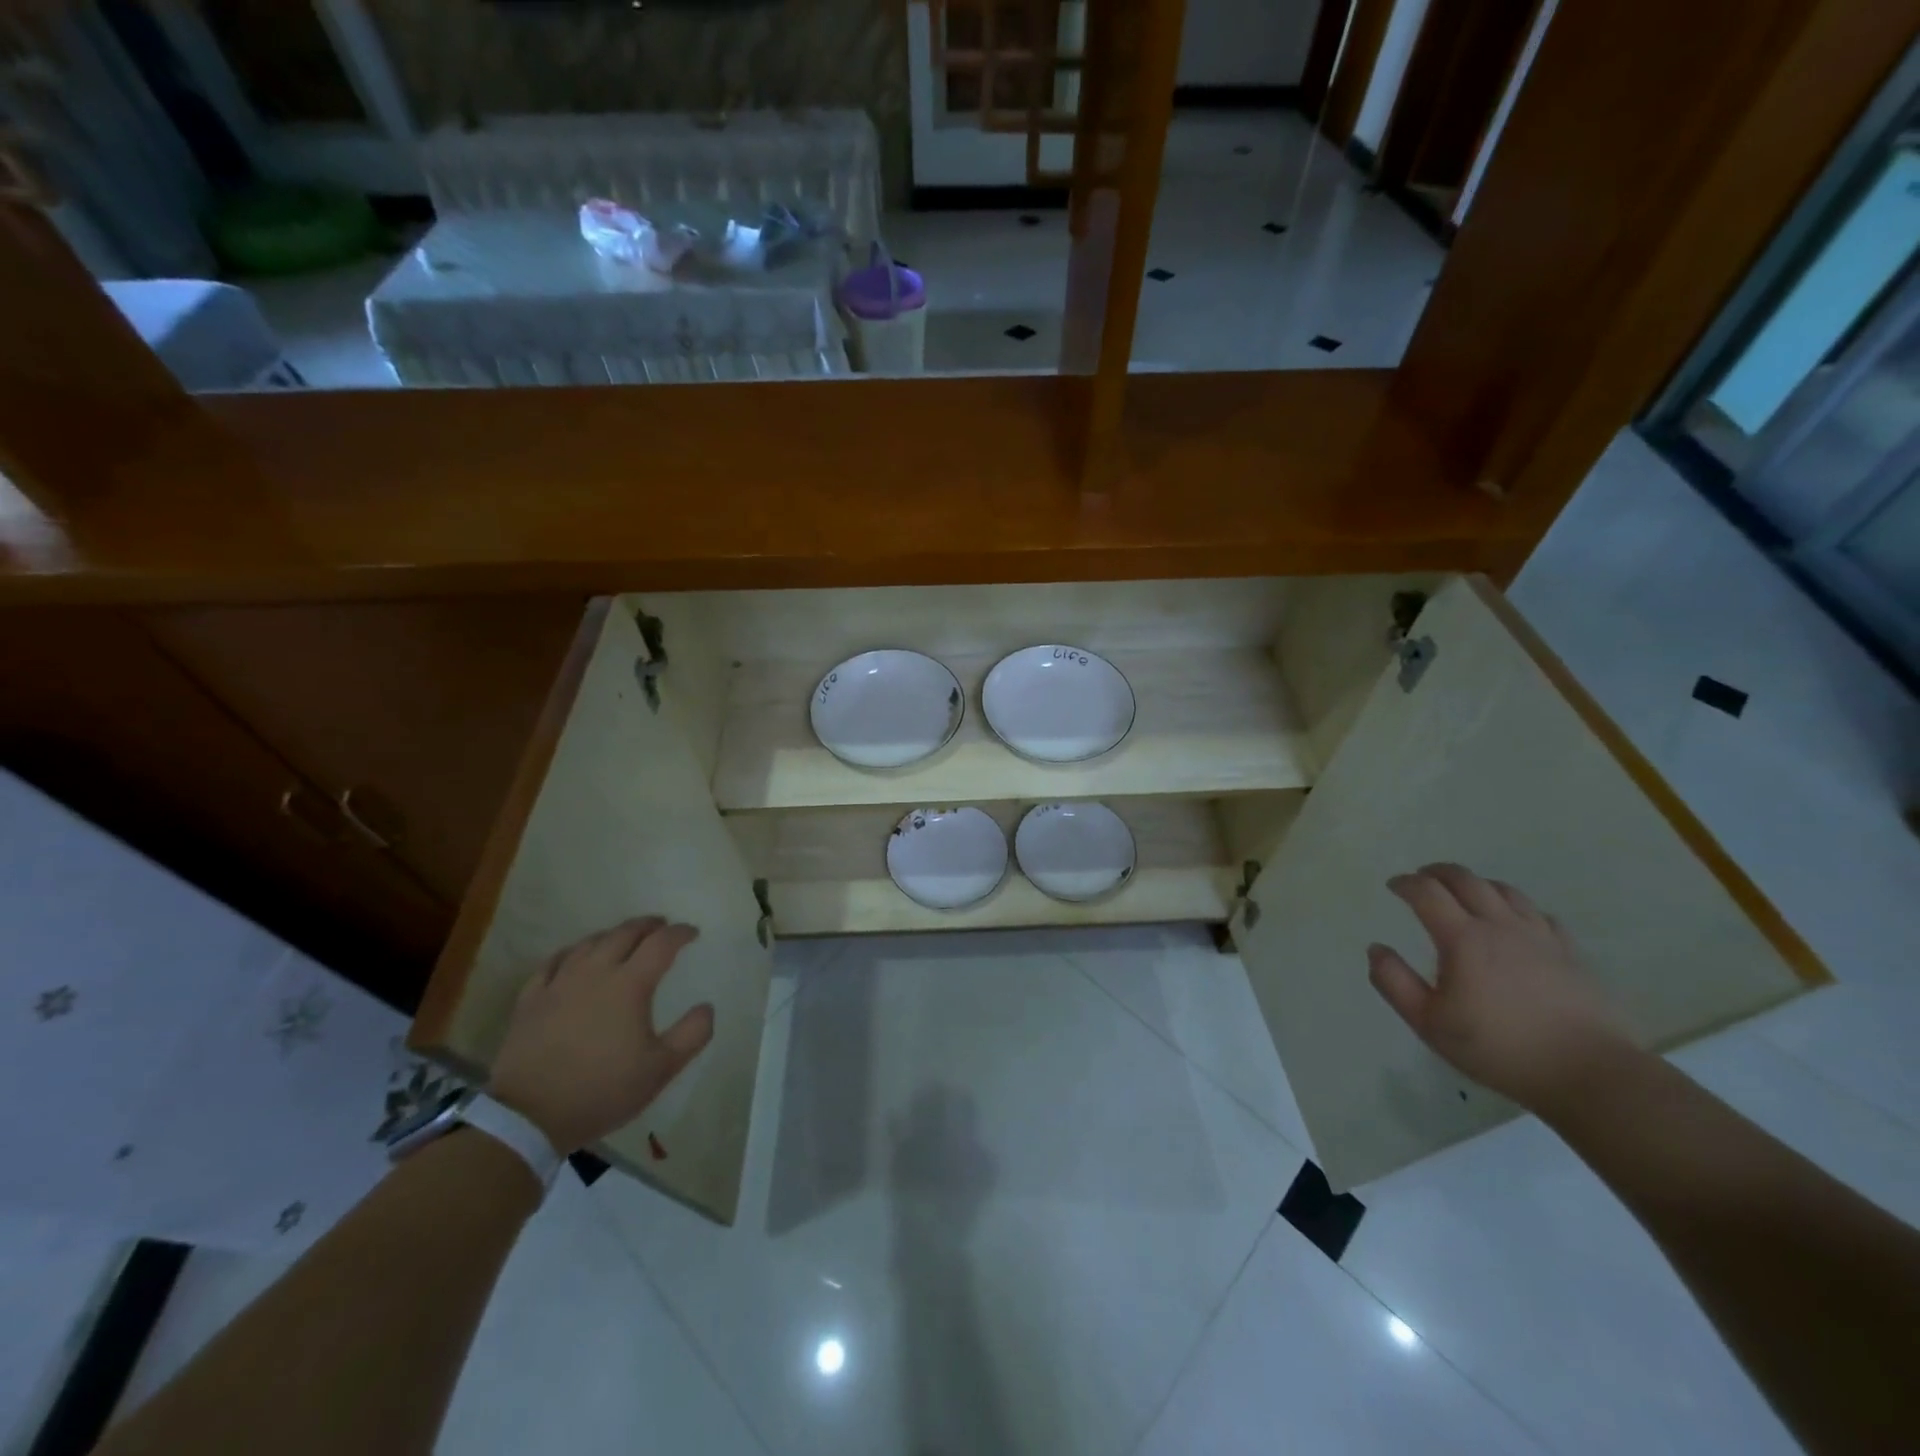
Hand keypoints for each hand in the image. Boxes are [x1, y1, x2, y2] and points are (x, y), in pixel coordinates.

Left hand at [488, 917, 714, 1152]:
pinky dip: (571, 952)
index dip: (680, 933)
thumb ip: (692, 1035)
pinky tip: (574, 958)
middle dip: (647, 925)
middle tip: (661, 926)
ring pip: (589, 943)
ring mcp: (559, 983)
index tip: (693, 933)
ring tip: (623, 938)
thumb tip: (706, 1007)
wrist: (529, 1117)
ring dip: (612, 935)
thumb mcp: (660, 1069)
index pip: (661, 944)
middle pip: (624, 933)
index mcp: (630, 984)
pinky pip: (553, 962)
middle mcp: (595, 972)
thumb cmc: (602, 1090)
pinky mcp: (531, 999)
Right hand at [1367, 864, 1634, 1111]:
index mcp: (1463, 939)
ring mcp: (1540, 936)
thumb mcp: (1429, 1024)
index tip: (1393, 886)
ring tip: (1464, 894)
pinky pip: (1539, 914)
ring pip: (1504, 890)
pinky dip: (1516, 907)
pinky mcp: (1570, 952)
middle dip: (1437, 873)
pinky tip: (1514, 922)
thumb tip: (1376, 949)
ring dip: (1476, 884)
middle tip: (1422, 878)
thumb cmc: (1500, 1049)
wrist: (1591, 1074)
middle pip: (1466, 879)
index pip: (1426, 892)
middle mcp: (1500, 926)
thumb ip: (1394, 982)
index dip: (1405, 883)